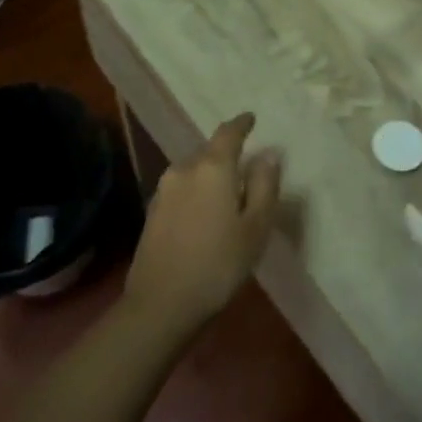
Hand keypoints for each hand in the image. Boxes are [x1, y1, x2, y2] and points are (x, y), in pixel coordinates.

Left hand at [124, 112, 279, 337]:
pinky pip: (182, 188)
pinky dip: (197, 190)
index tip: (251, 118)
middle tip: (247, 166)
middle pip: (209, 151)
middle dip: (227, 153)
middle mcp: (184, 169)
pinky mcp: (152, 210)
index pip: (228, 133)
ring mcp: (164, 189)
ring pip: (194, 170)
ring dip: (211, 174)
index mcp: (212, 167)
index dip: (241, 124)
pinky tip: (205, 212)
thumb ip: (264, 185)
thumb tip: (269, 153)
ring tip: (228, 192)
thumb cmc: (218, 264)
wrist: (161, 303)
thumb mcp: (255, 227)